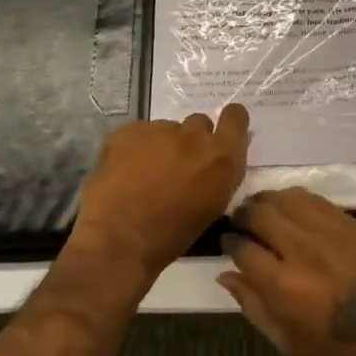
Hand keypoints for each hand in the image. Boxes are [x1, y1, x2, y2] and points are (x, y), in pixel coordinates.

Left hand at [69, 105, 250, 279]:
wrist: (119, 238)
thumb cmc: (171, 235)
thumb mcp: (211, 207)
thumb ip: (219, 176)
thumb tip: (216, 162)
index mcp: (221, 158)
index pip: (235, 117)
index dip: (229, 122)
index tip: (219, 134)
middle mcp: (194, 136)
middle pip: (199, 123)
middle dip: (191, 140)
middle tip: (177, 165)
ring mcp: (160, 129)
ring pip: (166, 129)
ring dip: (161, 145)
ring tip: (144, 174)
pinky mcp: (129, 130)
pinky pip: (139, 133)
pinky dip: (135, 148)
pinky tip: (124, 172)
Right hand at [218, 188, 355, 355]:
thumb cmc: (341, 350)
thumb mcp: (289, 343)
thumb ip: (253, 306)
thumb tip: (226, 274)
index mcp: (282, 285)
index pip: (241, 248)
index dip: (229, 243)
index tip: (229, 243)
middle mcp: (300, 249)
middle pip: (258, 213)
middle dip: (243, 215)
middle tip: (242, 222)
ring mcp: (327, 230)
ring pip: (283, 198)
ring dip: (266, 201)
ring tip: (262, 210)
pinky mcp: (348, 220)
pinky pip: (311, 198)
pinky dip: (293, 199)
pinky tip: (291, 208)